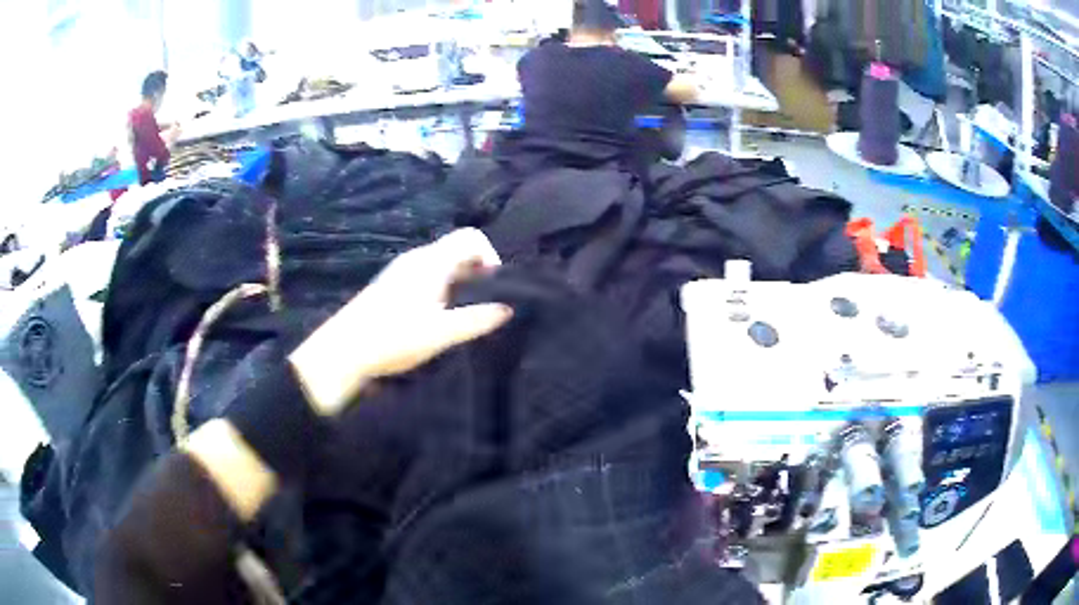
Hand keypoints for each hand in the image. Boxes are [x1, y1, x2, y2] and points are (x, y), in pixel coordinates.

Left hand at [289, 228, 512, 414]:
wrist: (344, 352)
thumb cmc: (393, 338)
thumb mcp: (440, 333)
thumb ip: (476, 319)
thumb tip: (508, 308)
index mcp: (431, 262)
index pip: (471, 237)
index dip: (490, 256)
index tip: (494, 287)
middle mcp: (417, 259)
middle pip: (458, 249)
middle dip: (478, 272)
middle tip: (483, 305)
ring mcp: (402, 270)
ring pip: (443, 264)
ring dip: (461, 282)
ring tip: (463, 314)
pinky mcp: (393, 285)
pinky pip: (428, 275)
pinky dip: (443, 288)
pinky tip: (438, 318)